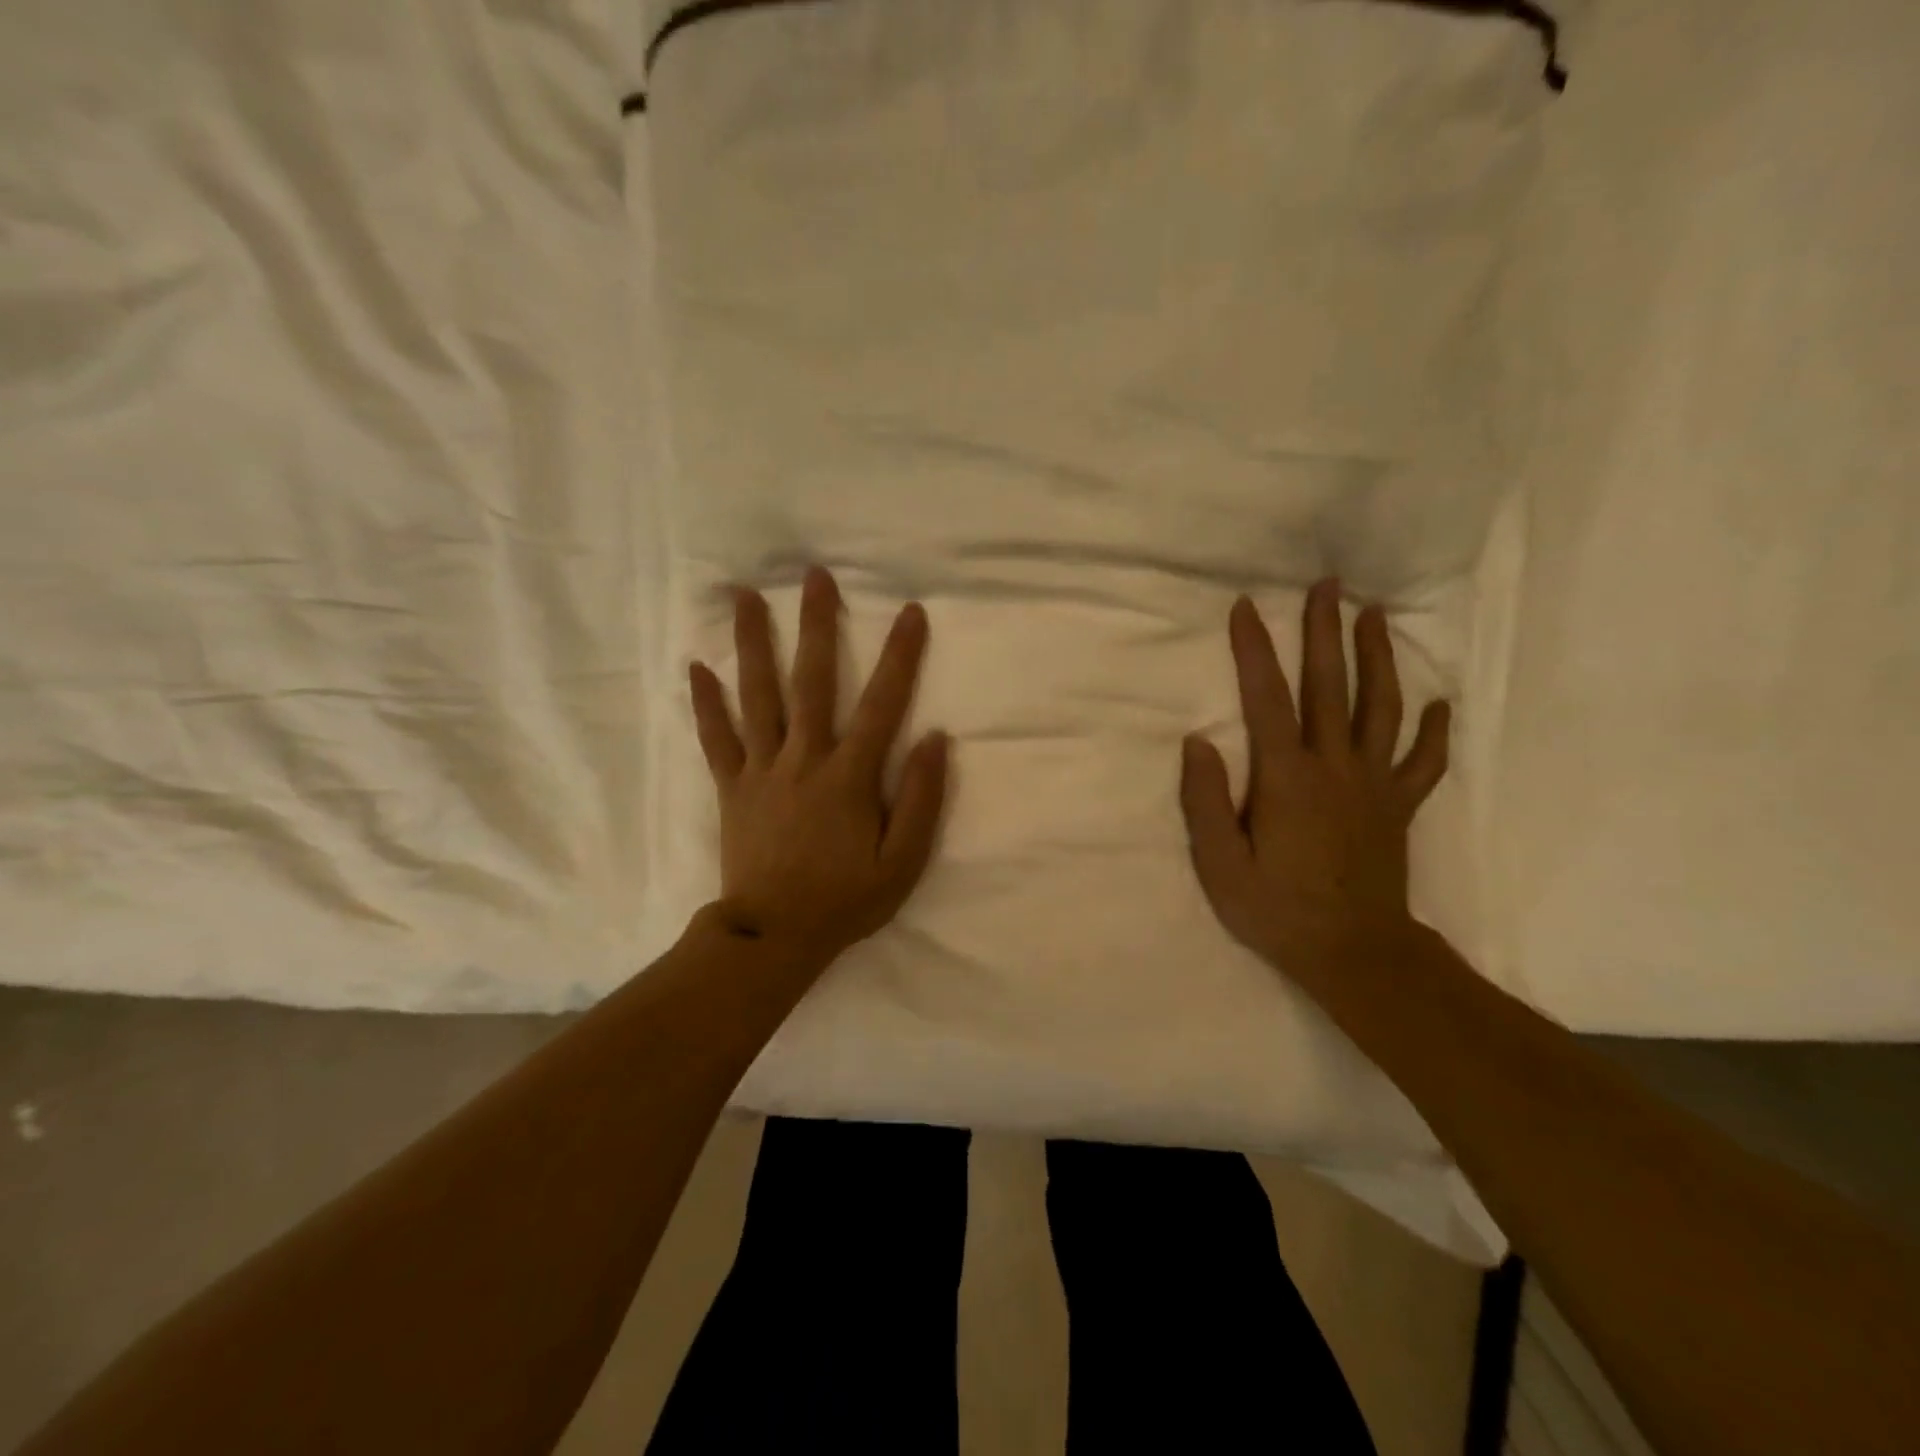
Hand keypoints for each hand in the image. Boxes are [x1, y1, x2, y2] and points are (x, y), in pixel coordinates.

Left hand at [688, 566, 949, 964]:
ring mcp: (762, 771)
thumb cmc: (845, 902)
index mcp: (849, 776)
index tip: (911, 612)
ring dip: (752, 643)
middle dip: (816, 625)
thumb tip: (936, 740)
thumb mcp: (903, 863)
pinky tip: (696, 667)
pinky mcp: (732, 789)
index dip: (900, 656)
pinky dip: (705, 703)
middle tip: (814, 576)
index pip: (882, 704)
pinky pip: (716, 739)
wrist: (773, 938)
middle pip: (811, 681)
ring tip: (743, 595)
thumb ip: (922, 800)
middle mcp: (804, 759)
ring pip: (757, 697)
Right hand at [1179, 578, 1450, 978]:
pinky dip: (1434, 731)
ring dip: (1378, 658)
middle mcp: (1335, 767)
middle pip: (1331, 687)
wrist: (1354, 954)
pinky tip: (1440, 704)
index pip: (1266, 699)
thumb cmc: (1277, 910)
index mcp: (1286, 778)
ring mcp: (1374, 785)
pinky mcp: (1398, 807)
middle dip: (1325, 632)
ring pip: (1382, 708)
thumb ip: (1206, 801)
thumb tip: (1197, 743)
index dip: (1255, 650)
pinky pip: (1423, 762)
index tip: (1246, 608)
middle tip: (1326, 585)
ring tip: (1374, 615)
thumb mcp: (1220, 865)